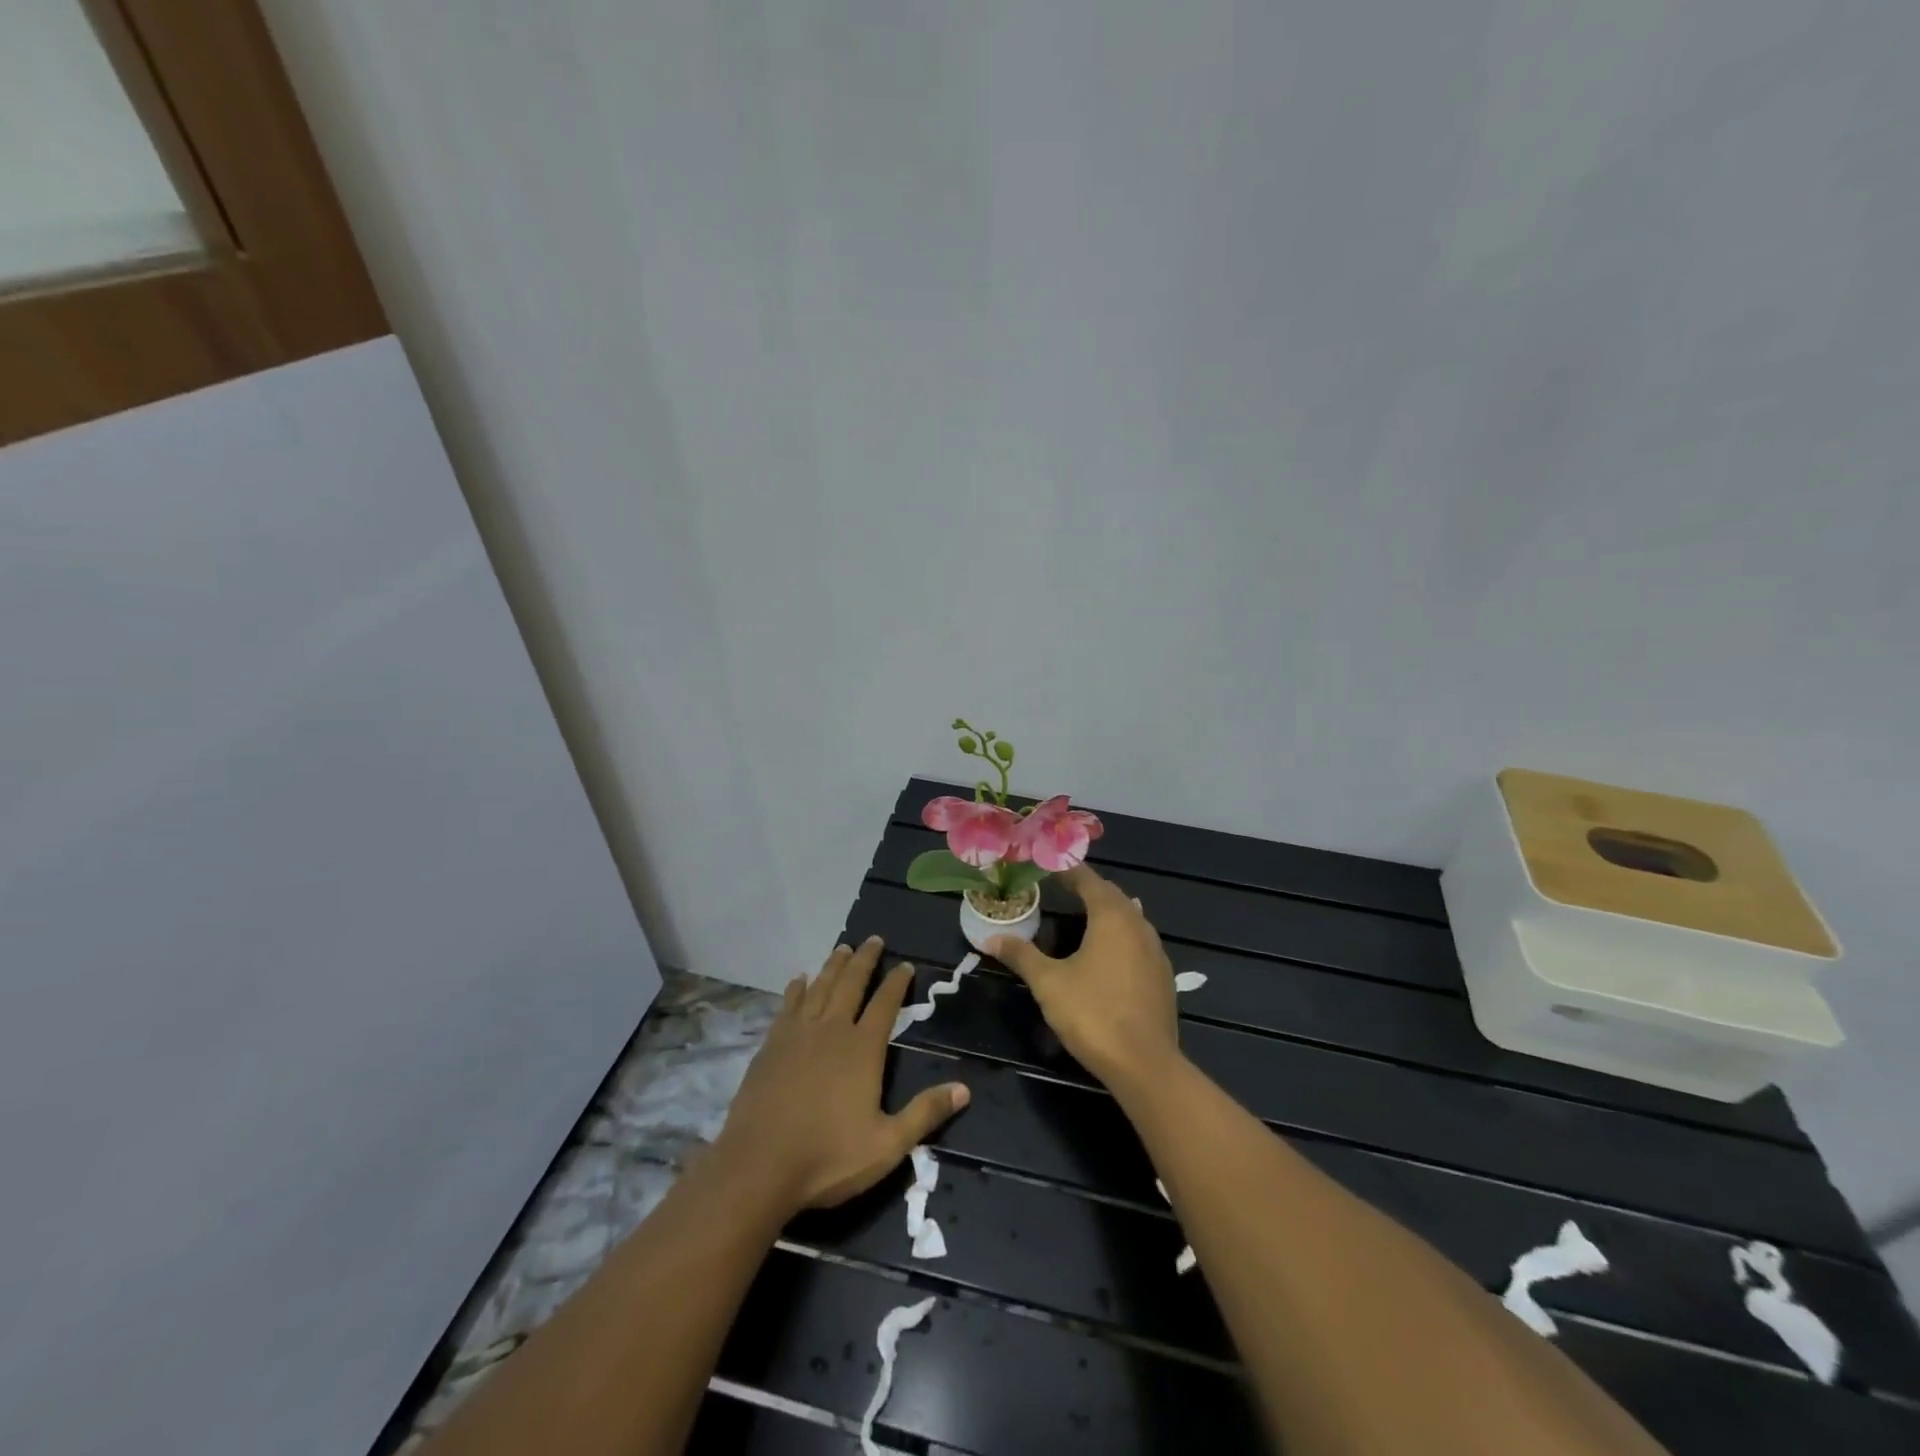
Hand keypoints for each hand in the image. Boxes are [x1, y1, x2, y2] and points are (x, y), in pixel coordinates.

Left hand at [712, 936, 969, 1213]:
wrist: (758, 1165)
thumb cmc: (827, 1157)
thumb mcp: (887, 1144)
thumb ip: (925, 1114)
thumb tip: (965, 1089)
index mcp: (863, 1049)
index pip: (886, 1004)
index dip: (897, 982)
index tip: (906, 964)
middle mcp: (832, 1029)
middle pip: (851, 983)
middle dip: (865, 959)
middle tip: (873, 939)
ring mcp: (798, 1033)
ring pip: (820, 986)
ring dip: (833, 965)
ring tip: (842, 947)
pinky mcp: (771, 1044)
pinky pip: (788, 1004)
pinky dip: (797, 988)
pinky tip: (799, 979)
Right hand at [990, 865, 1181, 1088]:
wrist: (1145, 1064)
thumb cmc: (1093, 1014)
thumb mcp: (1049, 983)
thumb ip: (1022, 955)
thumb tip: (991, 938)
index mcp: (1112, 917)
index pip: (1089, 881)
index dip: (1068, 871)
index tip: (1049, 866)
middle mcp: (1139, 926)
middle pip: (1112, 896)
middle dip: (1088, 889)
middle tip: (1062, 888)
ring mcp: (1156, 952)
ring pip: (1130, 918)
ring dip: (1107, 911)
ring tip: (1083, 915)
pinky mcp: (1163, 977)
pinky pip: (1139, 942)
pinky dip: (1120, 936)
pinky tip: (1107, 953)